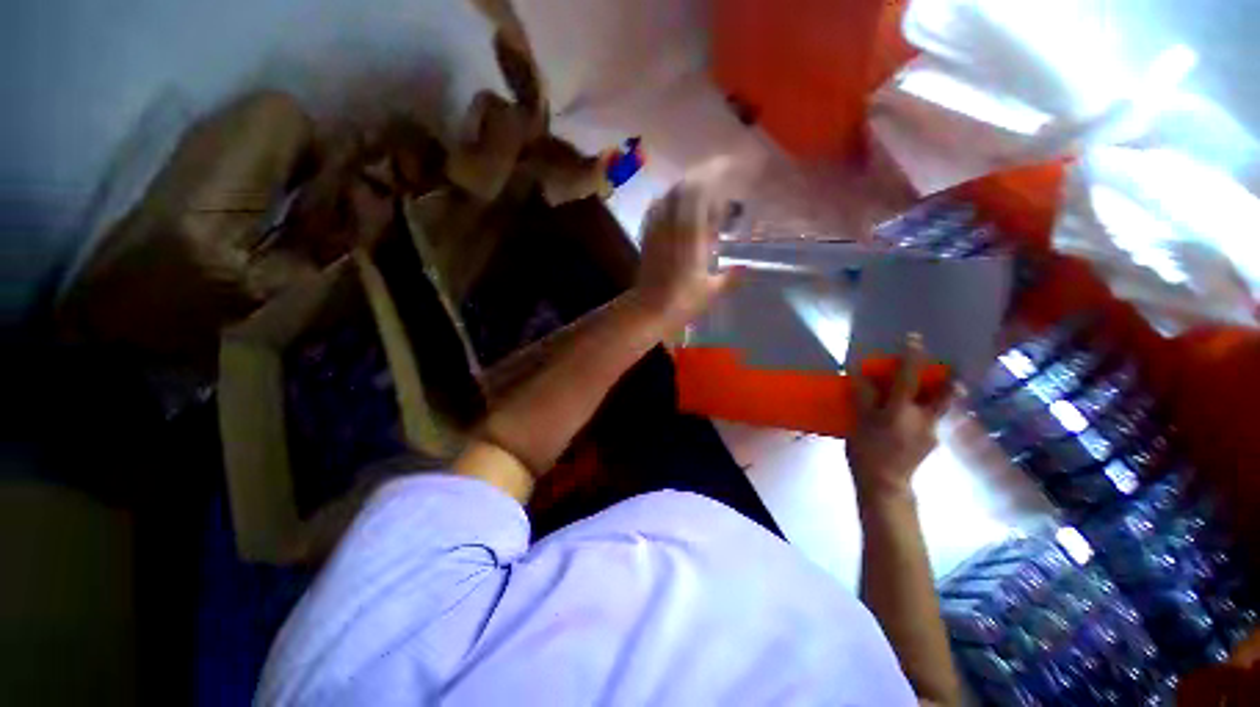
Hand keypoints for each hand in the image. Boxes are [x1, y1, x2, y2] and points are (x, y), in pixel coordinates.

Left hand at [632, 178, 733, 330]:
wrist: (647, 310)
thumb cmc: (681, 303)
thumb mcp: (711, 292)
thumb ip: (730, 278)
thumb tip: (744, 268)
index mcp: (690, 235)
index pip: (700, 192)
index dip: (716, 173)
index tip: (734, 165)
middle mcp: (672, 225)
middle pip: (685, 187)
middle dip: (705, 172)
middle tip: (723, 169)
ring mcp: (657, 229)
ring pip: (670, 194)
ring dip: (688, 184)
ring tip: (704, 184)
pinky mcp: (647, 236)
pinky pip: (658, 207)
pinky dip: (671, 198)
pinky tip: (678, 203)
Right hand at [846, 333, 954, 501]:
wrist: (884, 485)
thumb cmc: (867, 450)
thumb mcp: (859, 421)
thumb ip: (863, 396)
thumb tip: (862, 374)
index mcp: (902, 410)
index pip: (909, 378)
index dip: (912, 357)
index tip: (915, 338)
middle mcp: (924, 418)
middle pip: (945, 393)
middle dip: (950, 379)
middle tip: (949, 368)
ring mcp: (932, 432)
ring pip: (939, 407)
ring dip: (937, 395)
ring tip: (924, 393)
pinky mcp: (931, 443)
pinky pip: (930, 420)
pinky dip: (923, 413)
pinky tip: (908, 419)